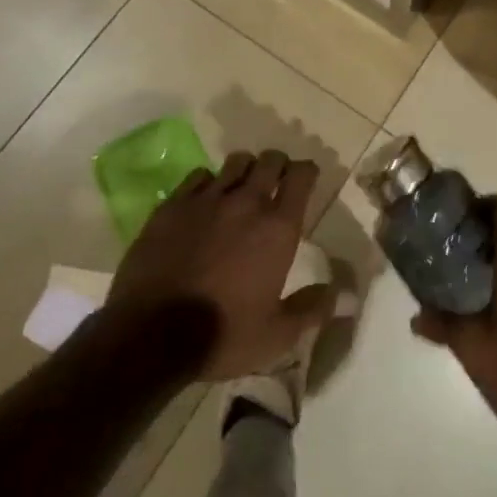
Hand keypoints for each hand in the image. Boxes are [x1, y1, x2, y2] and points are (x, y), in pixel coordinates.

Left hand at [107, 150, 335, 379]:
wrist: (150, 335)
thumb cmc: (222, 335)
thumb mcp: (276, 335)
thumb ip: (313, 309)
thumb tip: (346, 296)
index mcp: (278, 228)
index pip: (302, 176)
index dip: (307, 172)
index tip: (306, 179)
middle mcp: (246, 202)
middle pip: (270, 160)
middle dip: (278, 165)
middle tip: (276, 181)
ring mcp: (206, 199)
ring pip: (235, 162)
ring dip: (245, 170)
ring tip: (241, 186)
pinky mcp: (173, 205)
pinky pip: (198, 176)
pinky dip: (208, 182)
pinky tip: (205, 201)